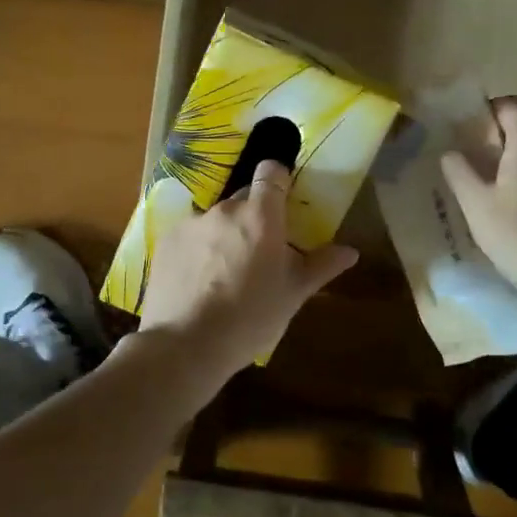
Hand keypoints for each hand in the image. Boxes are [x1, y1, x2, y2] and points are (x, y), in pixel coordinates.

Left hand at [134, 159, 357, 382]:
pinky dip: (197, 248)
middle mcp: (224, 209)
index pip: (270, 172)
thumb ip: (321, 266)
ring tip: (225, 272)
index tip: (284, 200)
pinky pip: (190, 235)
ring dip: (224, 234)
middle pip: (244, 198)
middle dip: (254, 216)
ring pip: (215, 219)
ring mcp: (191, 223)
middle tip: (260, 251)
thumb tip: (350, 251)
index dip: (279, 179)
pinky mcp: (166, 241)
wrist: (186, 345)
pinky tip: (198, 280)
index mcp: (260, 216)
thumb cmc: (250, 318)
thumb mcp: (293, 294)